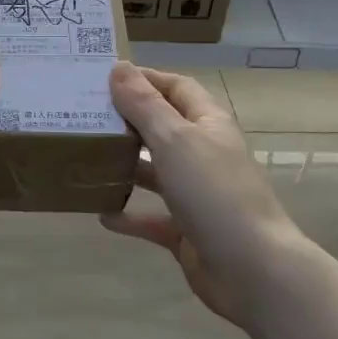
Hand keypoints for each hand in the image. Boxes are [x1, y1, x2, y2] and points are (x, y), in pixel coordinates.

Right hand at [100, 65, 303, 325]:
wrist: (253, 271)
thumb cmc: (214, 192)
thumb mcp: (174, 140)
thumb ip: (144, 105)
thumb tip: (119, 67)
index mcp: (208, 124)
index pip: (176, 87)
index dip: (145, 78)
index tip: (103, 78)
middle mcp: (203, 154)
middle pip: (162, 127)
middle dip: (127, 120)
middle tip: (84, 115)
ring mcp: (196, 194)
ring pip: (155, 172)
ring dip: (125, 165)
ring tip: (86, 159)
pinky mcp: (187, 230)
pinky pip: (152, 217)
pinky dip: (129, 215)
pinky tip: (101, 214)